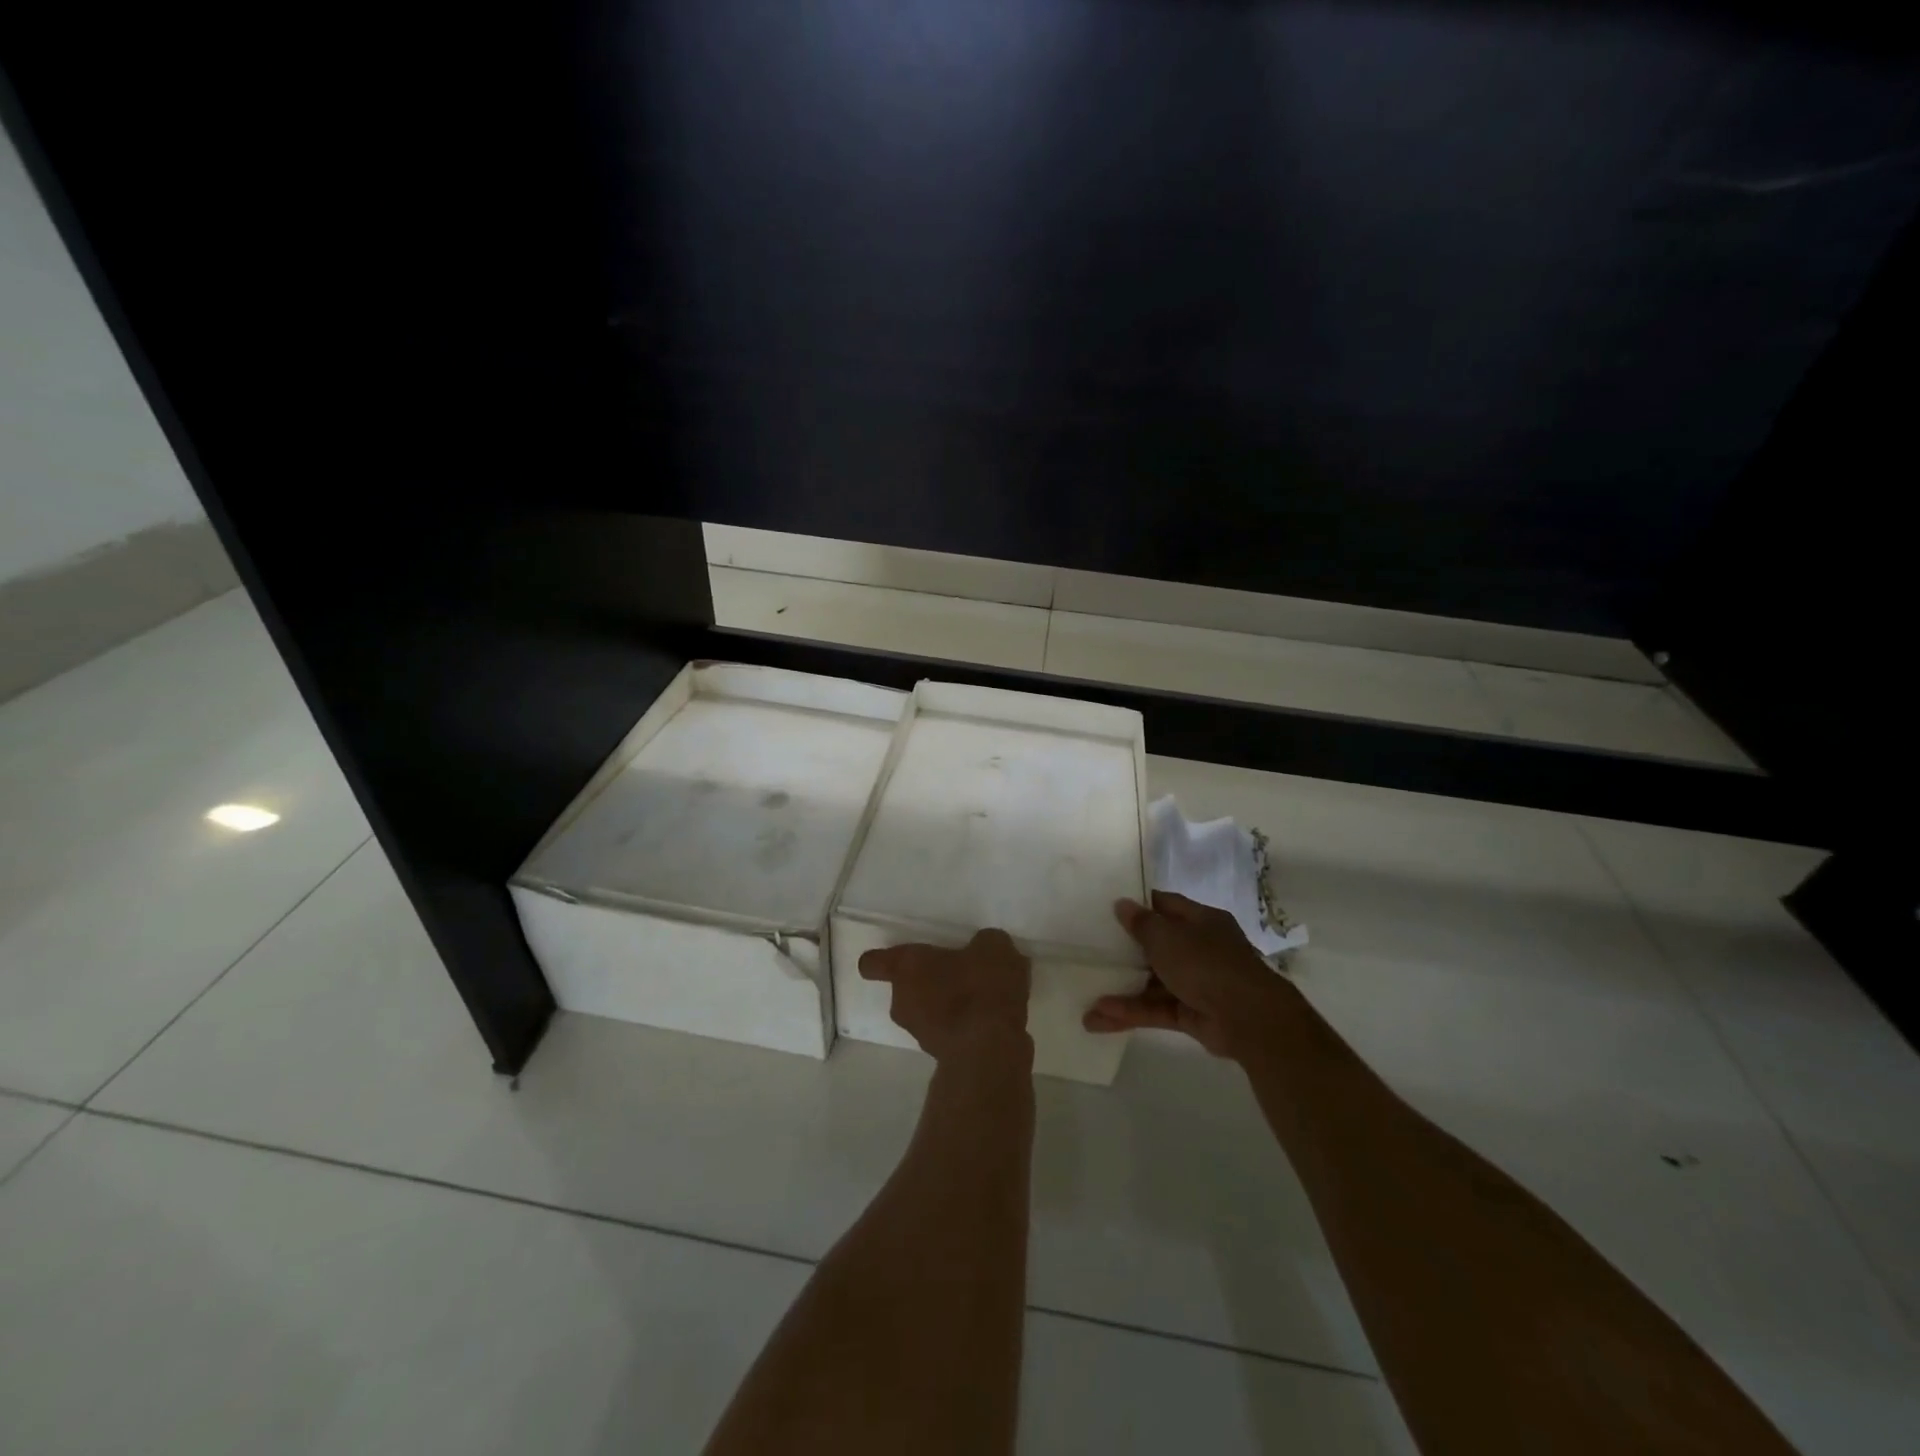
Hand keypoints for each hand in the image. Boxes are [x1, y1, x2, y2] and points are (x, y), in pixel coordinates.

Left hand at [858, 928, 1032, 1063]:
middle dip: (930, 982)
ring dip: (948, 1007)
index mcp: (907, 967)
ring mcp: (921, 1034)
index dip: (881, 960)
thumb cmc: (981, 987)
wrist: (992, 1051)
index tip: (895, 958)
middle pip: (907, 989)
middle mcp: (904, 1001)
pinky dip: (966, 1027)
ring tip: (984, 999)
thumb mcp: (992, 947)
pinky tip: (994, 1021)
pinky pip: (951, 1033)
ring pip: (928, 1013)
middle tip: (960, 974)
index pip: (874, 963)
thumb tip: (983, 950)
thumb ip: (982, 945)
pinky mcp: (943, 1058)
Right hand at [1083, 892, 1297, 1060]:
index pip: (1165, 905)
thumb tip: (1121, 904)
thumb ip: (1141, 923)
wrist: (1249, 1018)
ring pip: (1153, 982)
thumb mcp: (1167, 937)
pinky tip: (1100, 1016)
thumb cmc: (1206, 963)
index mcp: (1201, 921)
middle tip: (1092, 951)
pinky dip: (1132, 1012)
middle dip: (1125, 951)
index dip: (1138, 906)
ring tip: (1086, 998)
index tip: (1108, 909)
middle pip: (1157, 945)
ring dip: (1122, 989)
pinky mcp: (1192, 1013)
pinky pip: (1156, 1008)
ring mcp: (1197, 982)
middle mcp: (1200, 948)